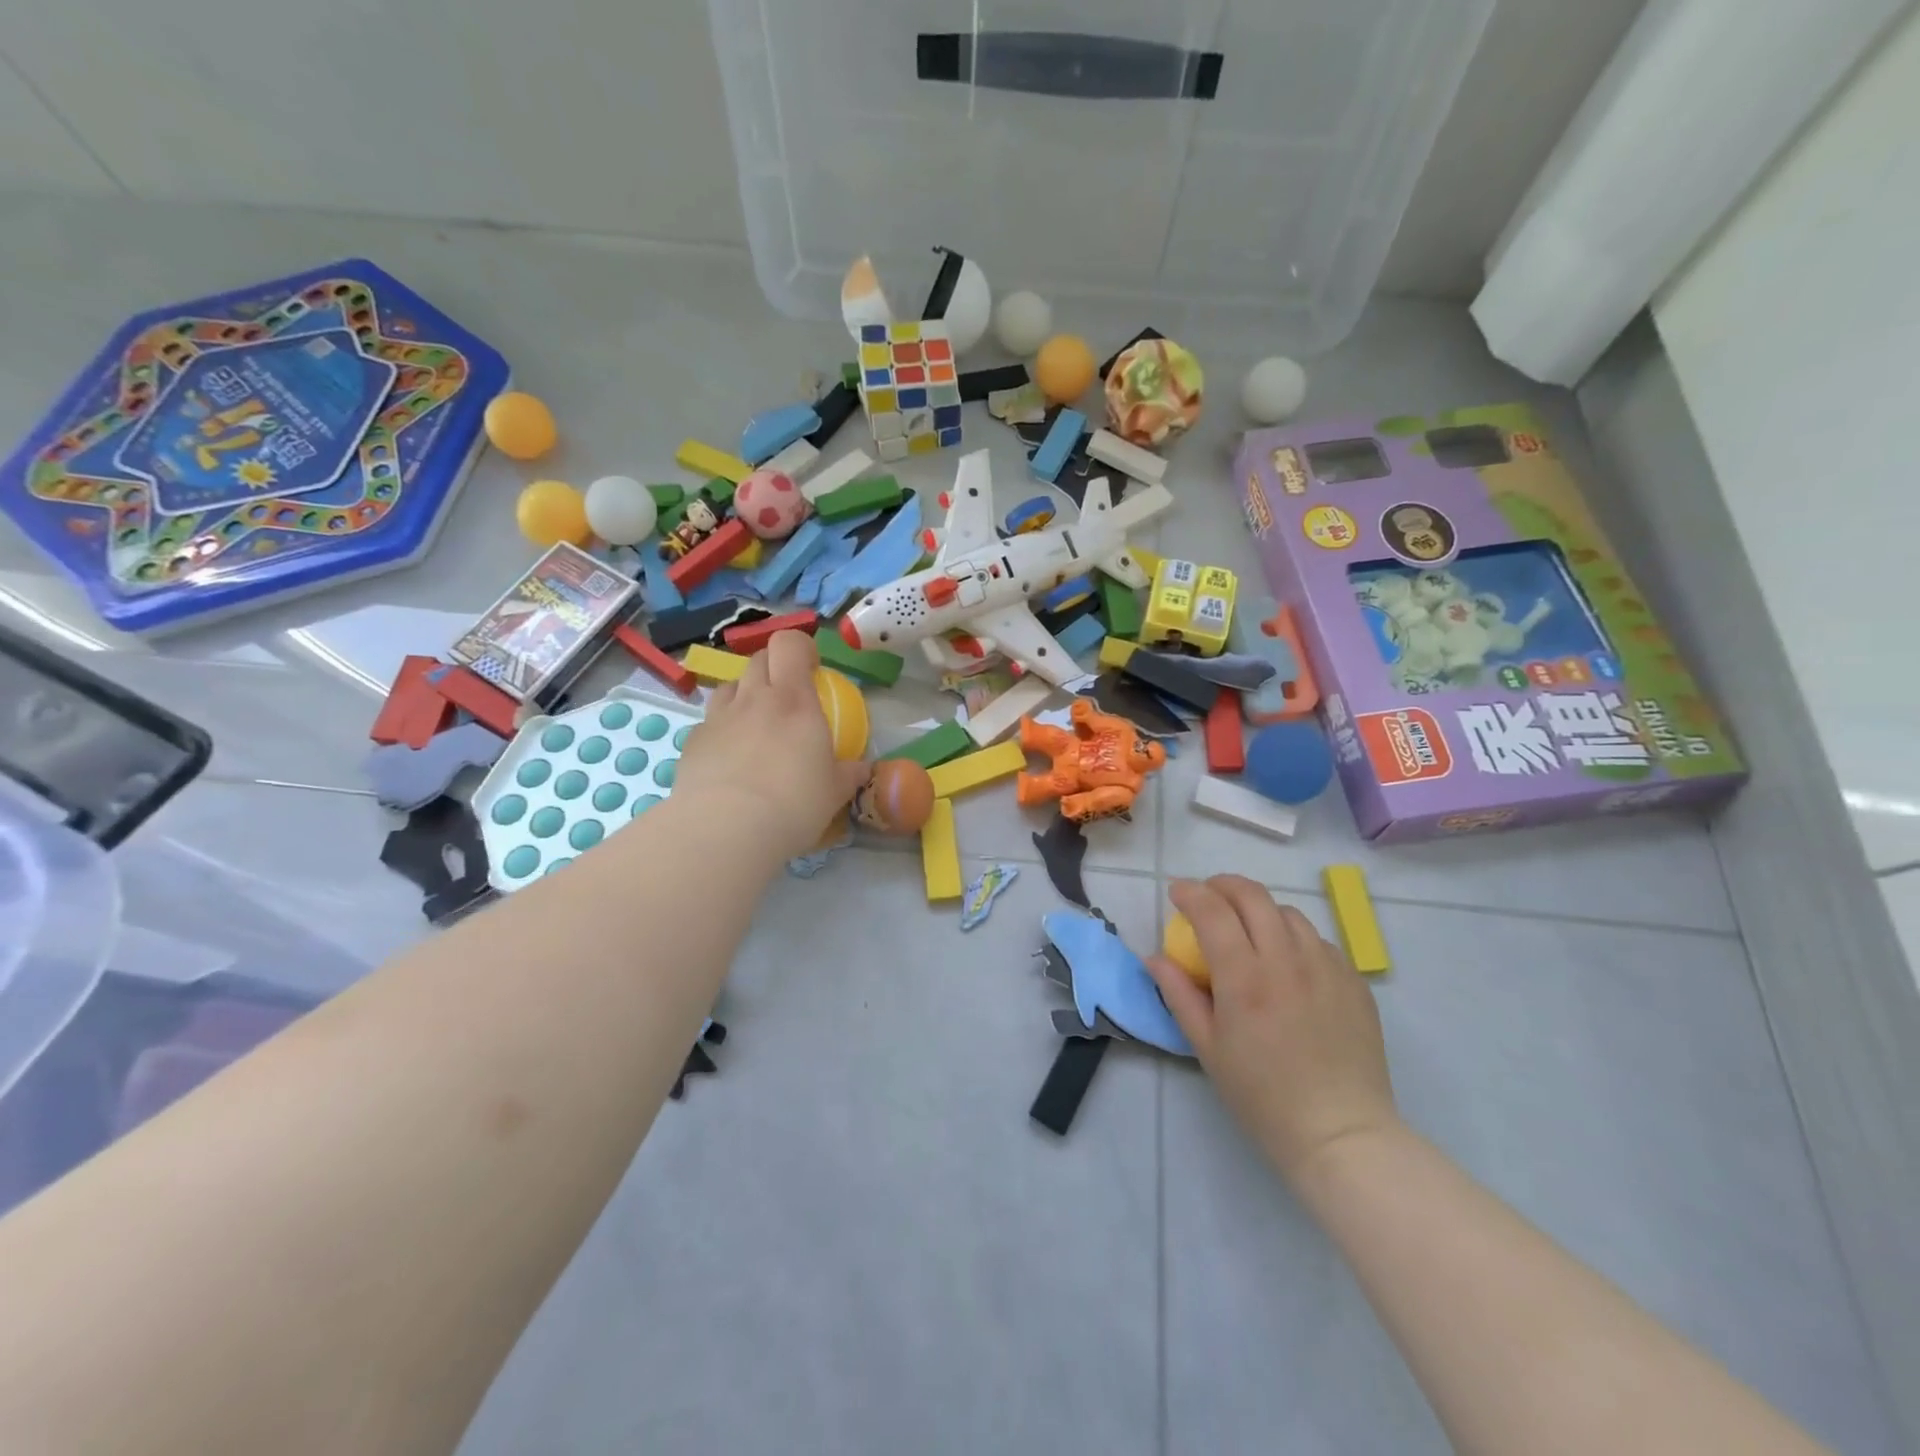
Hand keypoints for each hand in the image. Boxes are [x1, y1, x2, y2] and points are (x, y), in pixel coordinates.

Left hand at [672, 631, 871, 859]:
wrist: (726, 831)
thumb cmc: (793, 804)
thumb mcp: (834, 792)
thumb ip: (848, 773)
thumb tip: (862, 768)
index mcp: (794, 701)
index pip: (789, 644)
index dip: (800, 648)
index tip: (812, 668)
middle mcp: (754, 699)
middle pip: (758, 659)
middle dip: (774, 668)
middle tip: (787, 696)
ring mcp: (718, 718)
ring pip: (730, 686)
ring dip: (744, 694)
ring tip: (755, 724)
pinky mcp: (692, 742)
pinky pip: (710, 722)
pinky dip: (722, 730)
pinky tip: (729, 759)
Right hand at [1147, 876, 1397, 1184]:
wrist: (1341, 1133)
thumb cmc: (1262, 1096)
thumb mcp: (1207, 1048)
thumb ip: (1179, 995)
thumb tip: (1155, 958)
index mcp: (1245, 978)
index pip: (1213, 911)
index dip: (1190, 893)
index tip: (1176, 893)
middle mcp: (1287, 961)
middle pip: (1253, 896)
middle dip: (1223, 885)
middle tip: (1208, 897)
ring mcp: (1326, 968)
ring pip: (1288, 913)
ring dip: (1260, 910)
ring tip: (1249, 931)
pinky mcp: (1354, 982)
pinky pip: (1318, 941)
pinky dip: (1293, 937)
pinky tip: (1288, 964)